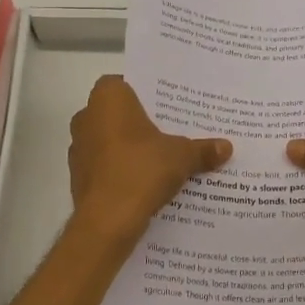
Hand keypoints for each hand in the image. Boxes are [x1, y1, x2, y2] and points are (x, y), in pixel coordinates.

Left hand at [69, 75, 231, 246]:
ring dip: (129, 147)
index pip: (123, 82)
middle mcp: (86, 117)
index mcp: (108, 99)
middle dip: (140, 121)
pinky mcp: (78, 177)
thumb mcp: (182, 157)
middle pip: (117, 112)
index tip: (165, 105)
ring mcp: (78, 148)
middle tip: (170, 129)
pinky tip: (145, 181)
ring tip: (161, 157)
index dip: (143, 92)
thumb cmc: (142, 170)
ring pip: (109, 139)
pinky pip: (105, 165)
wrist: (107, 221)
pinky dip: (121, 169)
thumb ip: (202, 149)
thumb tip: (226, 147)